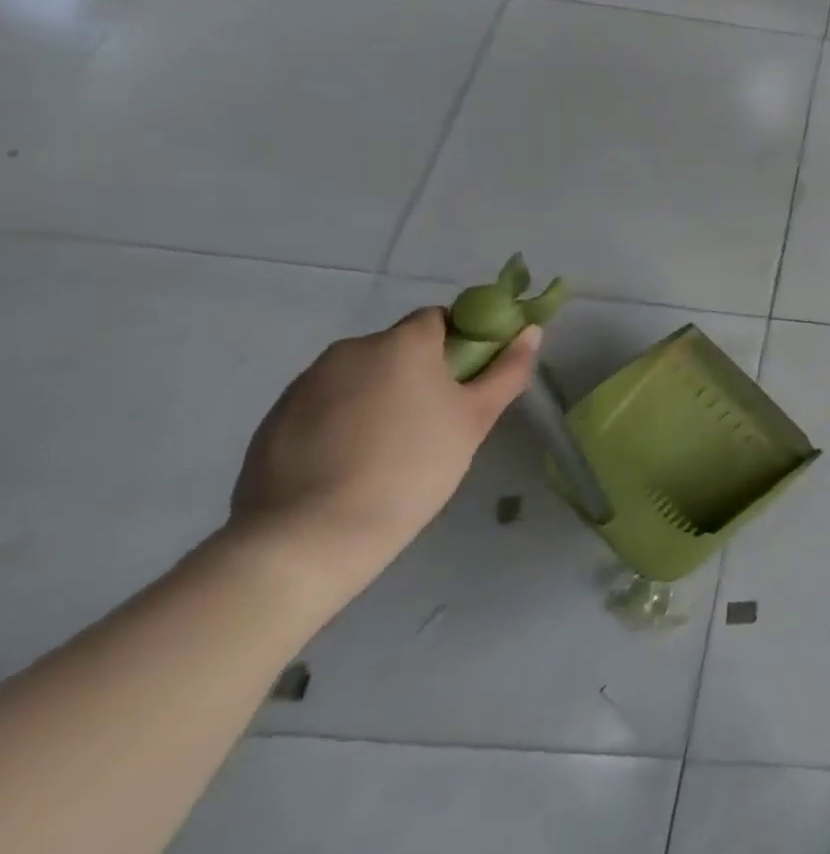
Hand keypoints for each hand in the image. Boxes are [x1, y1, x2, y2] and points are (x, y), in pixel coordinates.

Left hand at [228, 308, 540, 602]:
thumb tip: (530, 331)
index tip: (470, 379)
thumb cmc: (413, 466)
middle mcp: (350, 350)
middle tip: (438, 418)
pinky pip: (326, 404)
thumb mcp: (475, 419)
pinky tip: (353, 461)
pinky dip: (345, 419)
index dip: (462, 342)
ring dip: (382, 394)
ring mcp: (305, 384)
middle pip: (399, 347)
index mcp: (402, 342)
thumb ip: (507, 370)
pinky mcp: (274, 418)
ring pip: (361, 375)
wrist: (311, 535)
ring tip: (392, 446)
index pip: (440, 318)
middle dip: (420, 371)